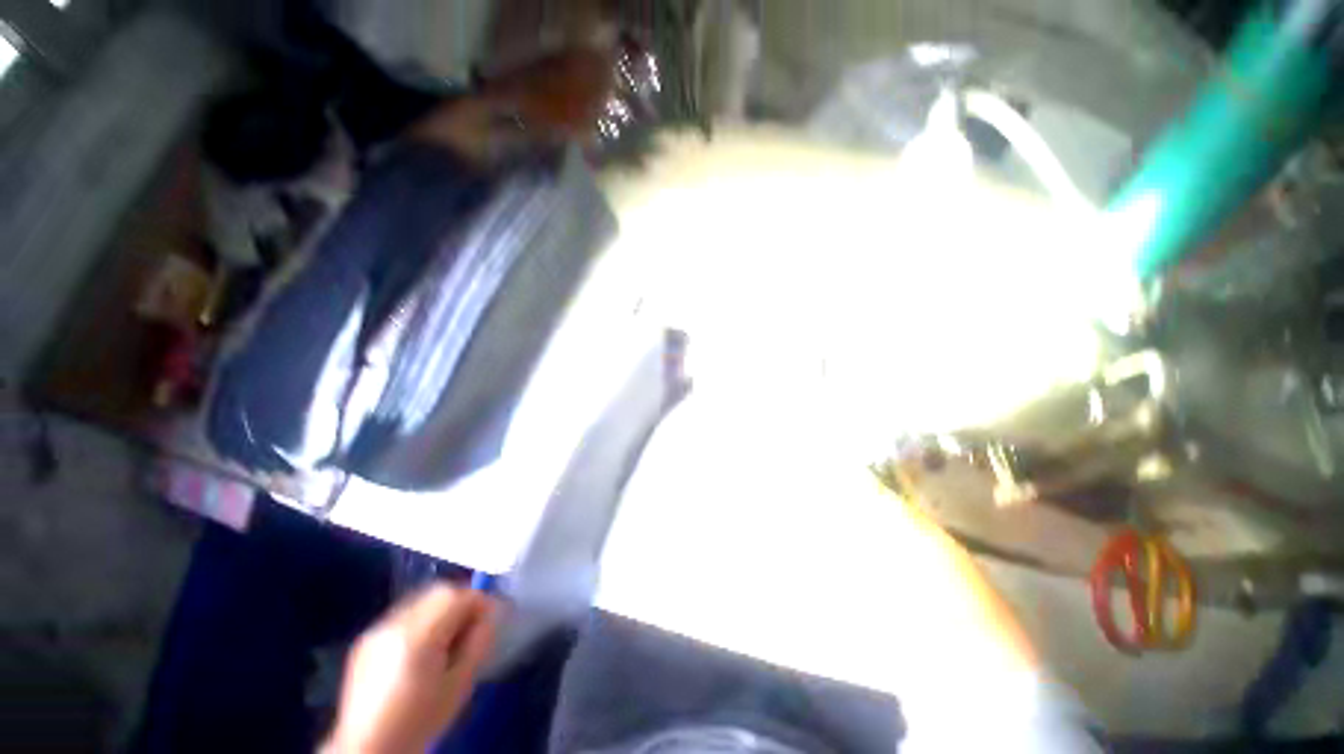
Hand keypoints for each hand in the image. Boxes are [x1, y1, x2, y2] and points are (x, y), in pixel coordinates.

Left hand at [325, 584, 497, 753]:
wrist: (369, 749)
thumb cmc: (420, 720)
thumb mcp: (460, 684)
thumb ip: (479, 641)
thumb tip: (491, 614)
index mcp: (417, 635)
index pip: (456, 593)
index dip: (479, 600)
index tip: (491, 618)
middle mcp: (393, 624)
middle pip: (438, 591)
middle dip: (461, 602)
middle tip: (472, 627)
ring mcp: (375, 630)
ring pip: (421, 600)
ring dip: (441, 610)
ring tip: (447, 640)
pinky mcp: (365, 640)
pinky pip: (403, 615)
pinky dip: (421, 621)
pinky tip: (422, 650)